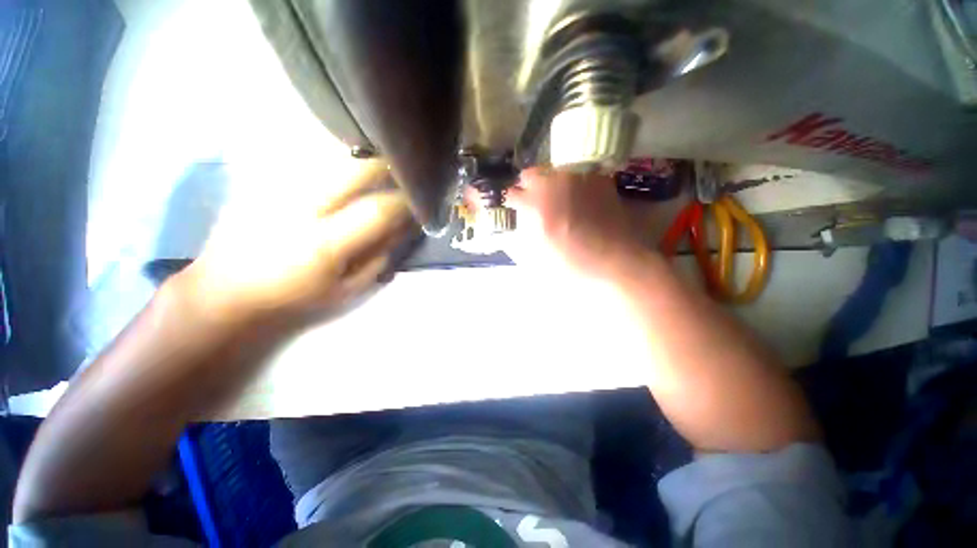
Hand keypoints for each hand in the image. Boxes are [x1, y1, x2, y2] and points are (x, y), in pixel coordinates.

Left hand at [173, 159, 416, 327]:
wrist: (228, 293)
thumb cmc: (297, 298)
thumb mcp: (350, 289)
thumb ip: (382, 256)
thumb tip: (406, 227)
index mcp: (324, 243)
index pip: (378, 209)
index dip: (406, 201)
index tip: (421, 199)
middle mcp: (299, 207)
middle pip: (353, 169)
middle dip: (385, 166)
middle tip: (403, 170)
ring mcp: (276, 187)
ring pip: (330, 155)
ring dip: (361, 158)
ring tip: (378, 165)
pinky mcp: (260, 180)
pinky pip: (306, 157)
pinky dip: (333, 158)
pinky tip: (343, 166)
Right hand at [503, 167, 644, 277]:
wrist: (616, 259)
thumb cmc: (574, 262)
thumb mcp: (540, 253)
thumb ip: (526, 231)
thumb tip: (522, 218)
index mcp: (537, 204)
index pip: (513, 193)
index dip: (511, 201)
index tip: (513, 207)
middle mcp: (555, 184)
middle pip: (531, 174)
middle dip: (527, 187)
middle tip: (532, 200)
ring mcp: (578, 178)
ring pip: (553, 171)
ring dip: (549, 183)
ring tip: (556, 199)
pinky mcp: (598, 179)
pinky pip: (577, 174)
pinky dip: (572, 184)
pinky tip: (577, 198)